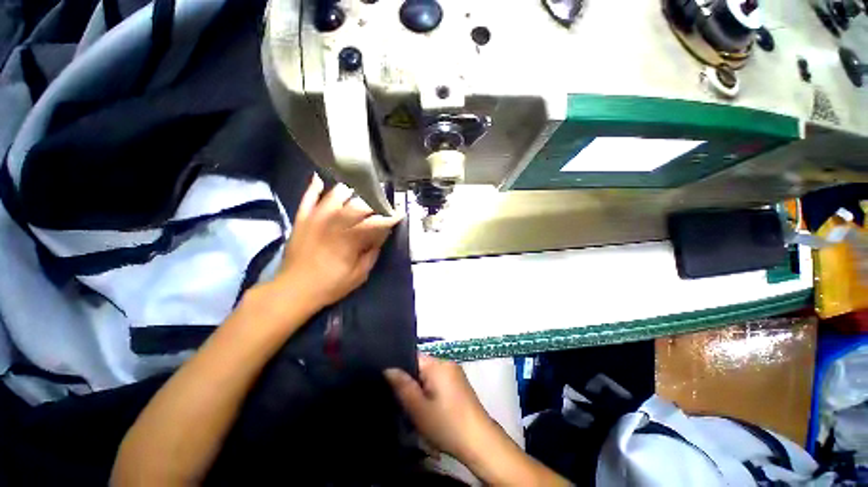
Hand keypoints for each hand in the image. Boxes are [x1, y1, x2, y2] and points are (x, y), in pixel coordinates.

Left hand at [274, 174, 401, 312]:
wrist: (293, 290)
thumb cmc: (330, 285)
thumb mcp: (359, 275)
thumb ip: (372, 253)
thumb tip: (381, 236)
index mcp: (350, 240)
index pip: (375, 223)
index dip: (389, 218)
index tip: (399, 214)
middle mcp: (334, 223)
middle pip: (358, 204)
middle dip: (373, 202)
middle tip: (381, 204)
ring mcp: (316, 218)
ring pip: (336, 195)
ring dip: (351, 192)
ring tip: (359, 193)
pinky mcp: (302, 219)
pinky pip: (307, 198)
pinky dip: (314, 187)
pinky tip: (321, 180)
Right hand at [384, 354, 497, 462]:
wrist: (480, 442)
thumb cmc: (446, 425)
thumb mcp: (418, 408)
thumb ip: (402, 386)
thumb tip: (388, 368)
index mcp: (438, 364)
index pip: (413, 357)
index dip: (400, 369)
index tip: (390, 385)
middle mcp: (448, 363)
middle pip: (422, 366)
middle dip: (411, 381)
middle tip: (402, 401)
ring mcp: (456, 373)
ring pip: (430, 375)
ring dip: (421, 388)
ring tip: (414, 406)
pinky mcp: (460, 384)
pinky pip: (440, 381)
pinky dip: (431, 391)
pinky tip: (429, 408)